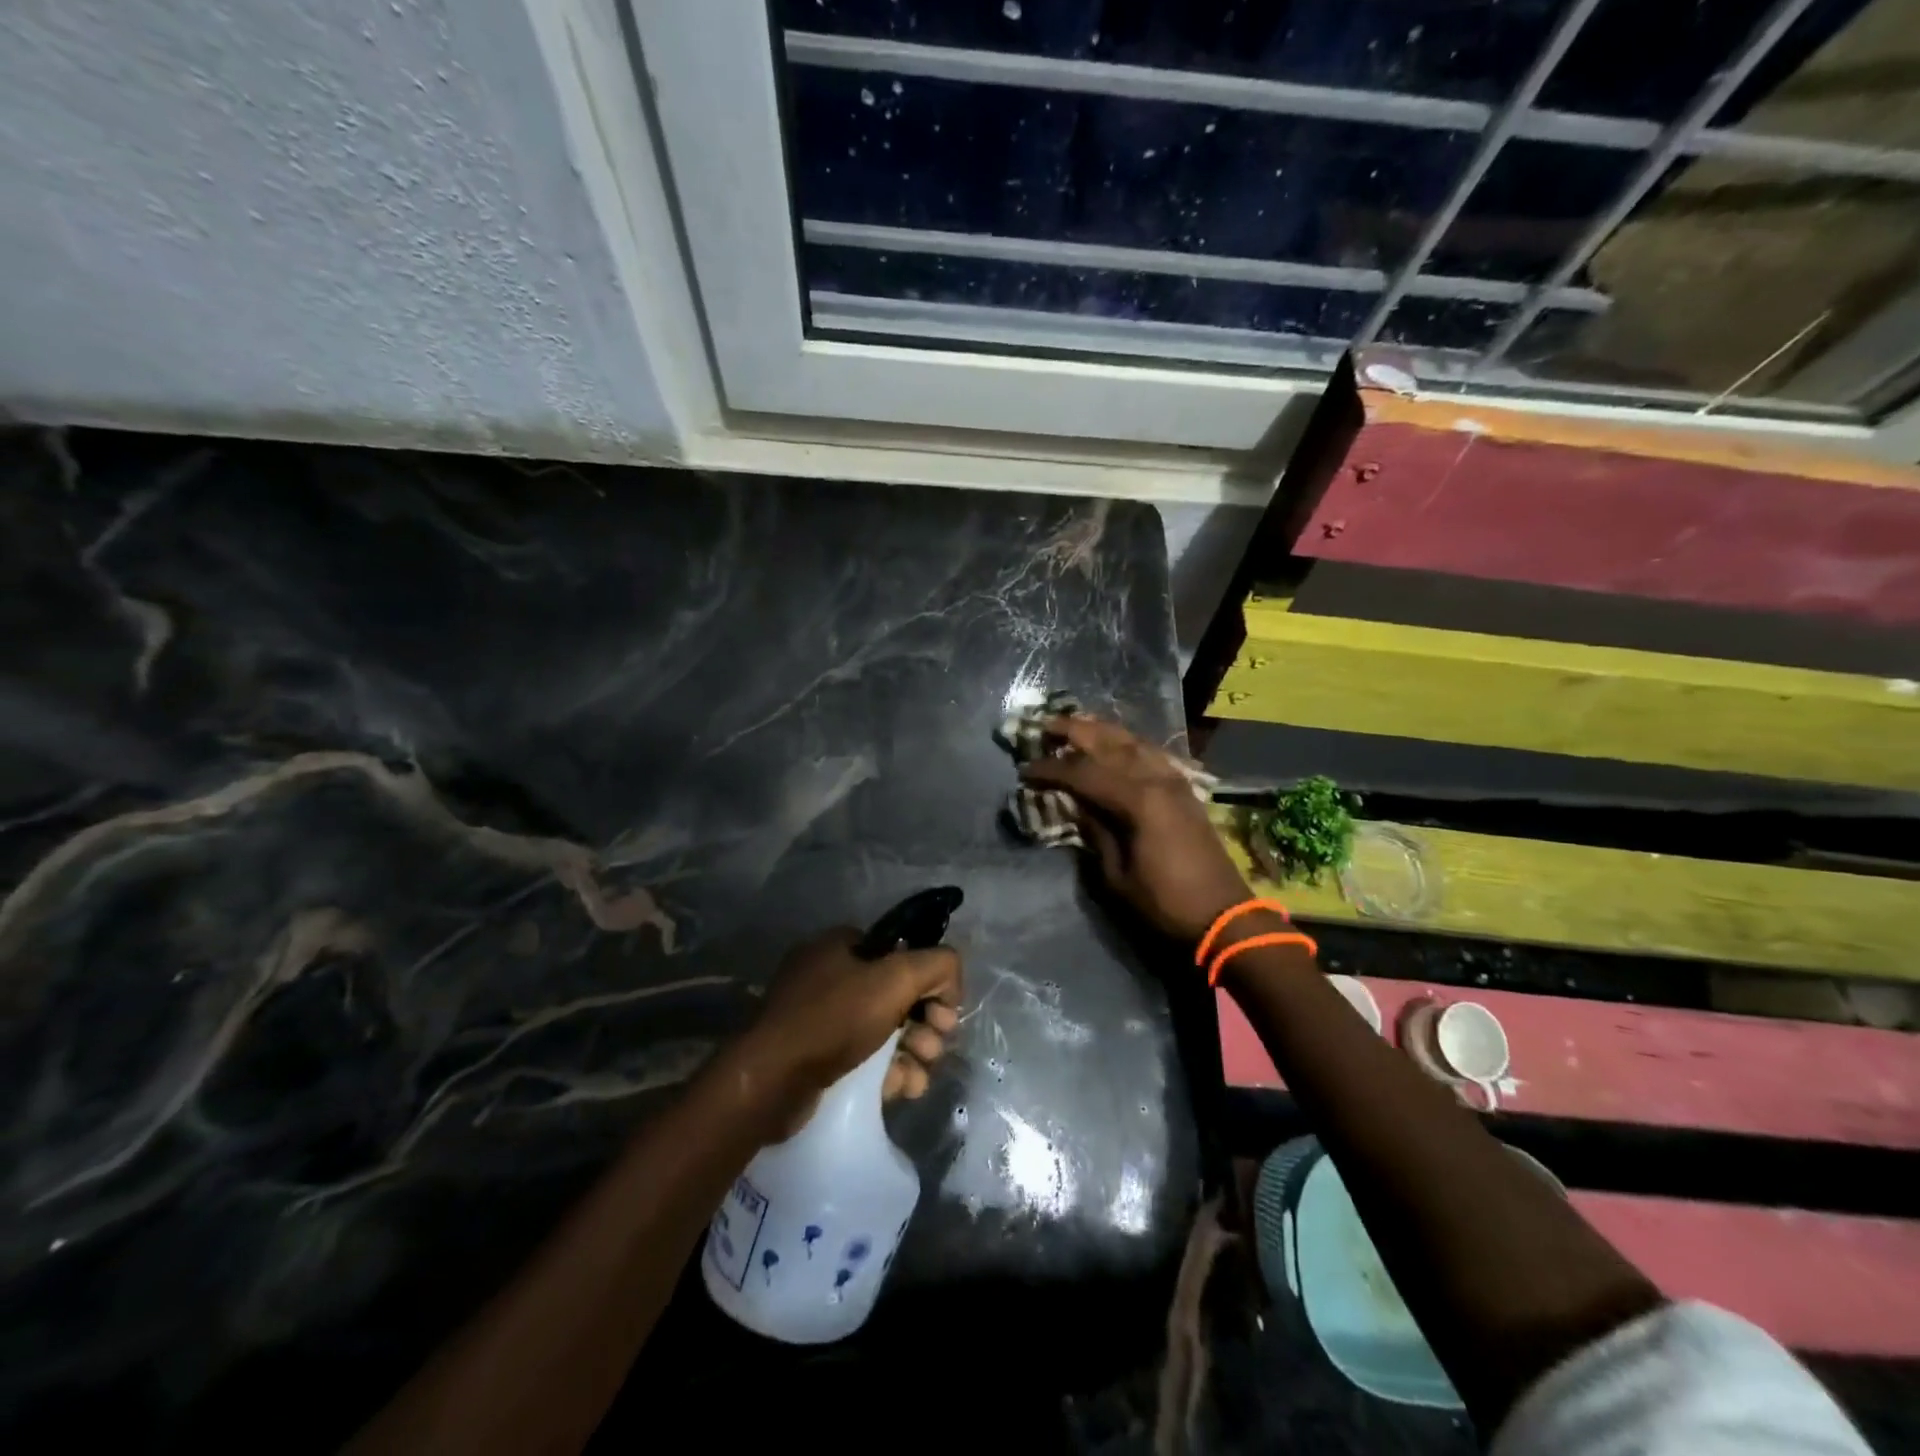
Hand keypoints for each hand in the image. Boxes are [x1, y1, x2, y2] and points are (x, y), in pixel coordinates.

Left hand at [738, 927, 962, 1132]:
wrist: (770, 1082)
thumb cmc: (834, 1019)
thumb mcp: (895, 979)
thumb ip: (937, 965)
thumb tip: (951, 979)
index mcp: (841, 945)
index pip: (902, 953)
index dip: (930, 981)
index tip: (944, 1011)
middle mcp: (830, 975)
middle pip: (897, 994)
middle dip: (925, 1022)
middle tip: (935, 1045)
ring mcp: (820, 1018)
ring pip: (884, 1030)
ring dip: (913, 1051)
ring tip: (919, 1075)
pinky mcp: (816, 1057)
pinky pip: (865, 1058)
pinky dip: (889, 1071)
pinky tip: (904, 1088)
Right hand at [1020, 715, 1249, 942]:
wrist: (1223, 915)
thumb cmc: (1164, 901)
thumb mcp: (1117, 874)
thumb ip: (1095, 831)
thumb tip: (1074, 804)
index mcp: (1138, 800)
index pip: (1083, 773)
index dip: (1050, 770)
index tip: (1024, 769)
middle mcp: (1157, 779)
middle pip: (1109, 743)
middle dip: (1073, 730)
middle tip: (1042, 724)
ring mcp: (1174, 780)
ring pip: (1132, 741)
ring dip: (1100, 730)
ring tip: (1073, 724)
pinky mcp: (1183, 788)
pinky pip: (1150, 752)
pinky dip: (1126, 742)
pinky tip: (1113, 743)